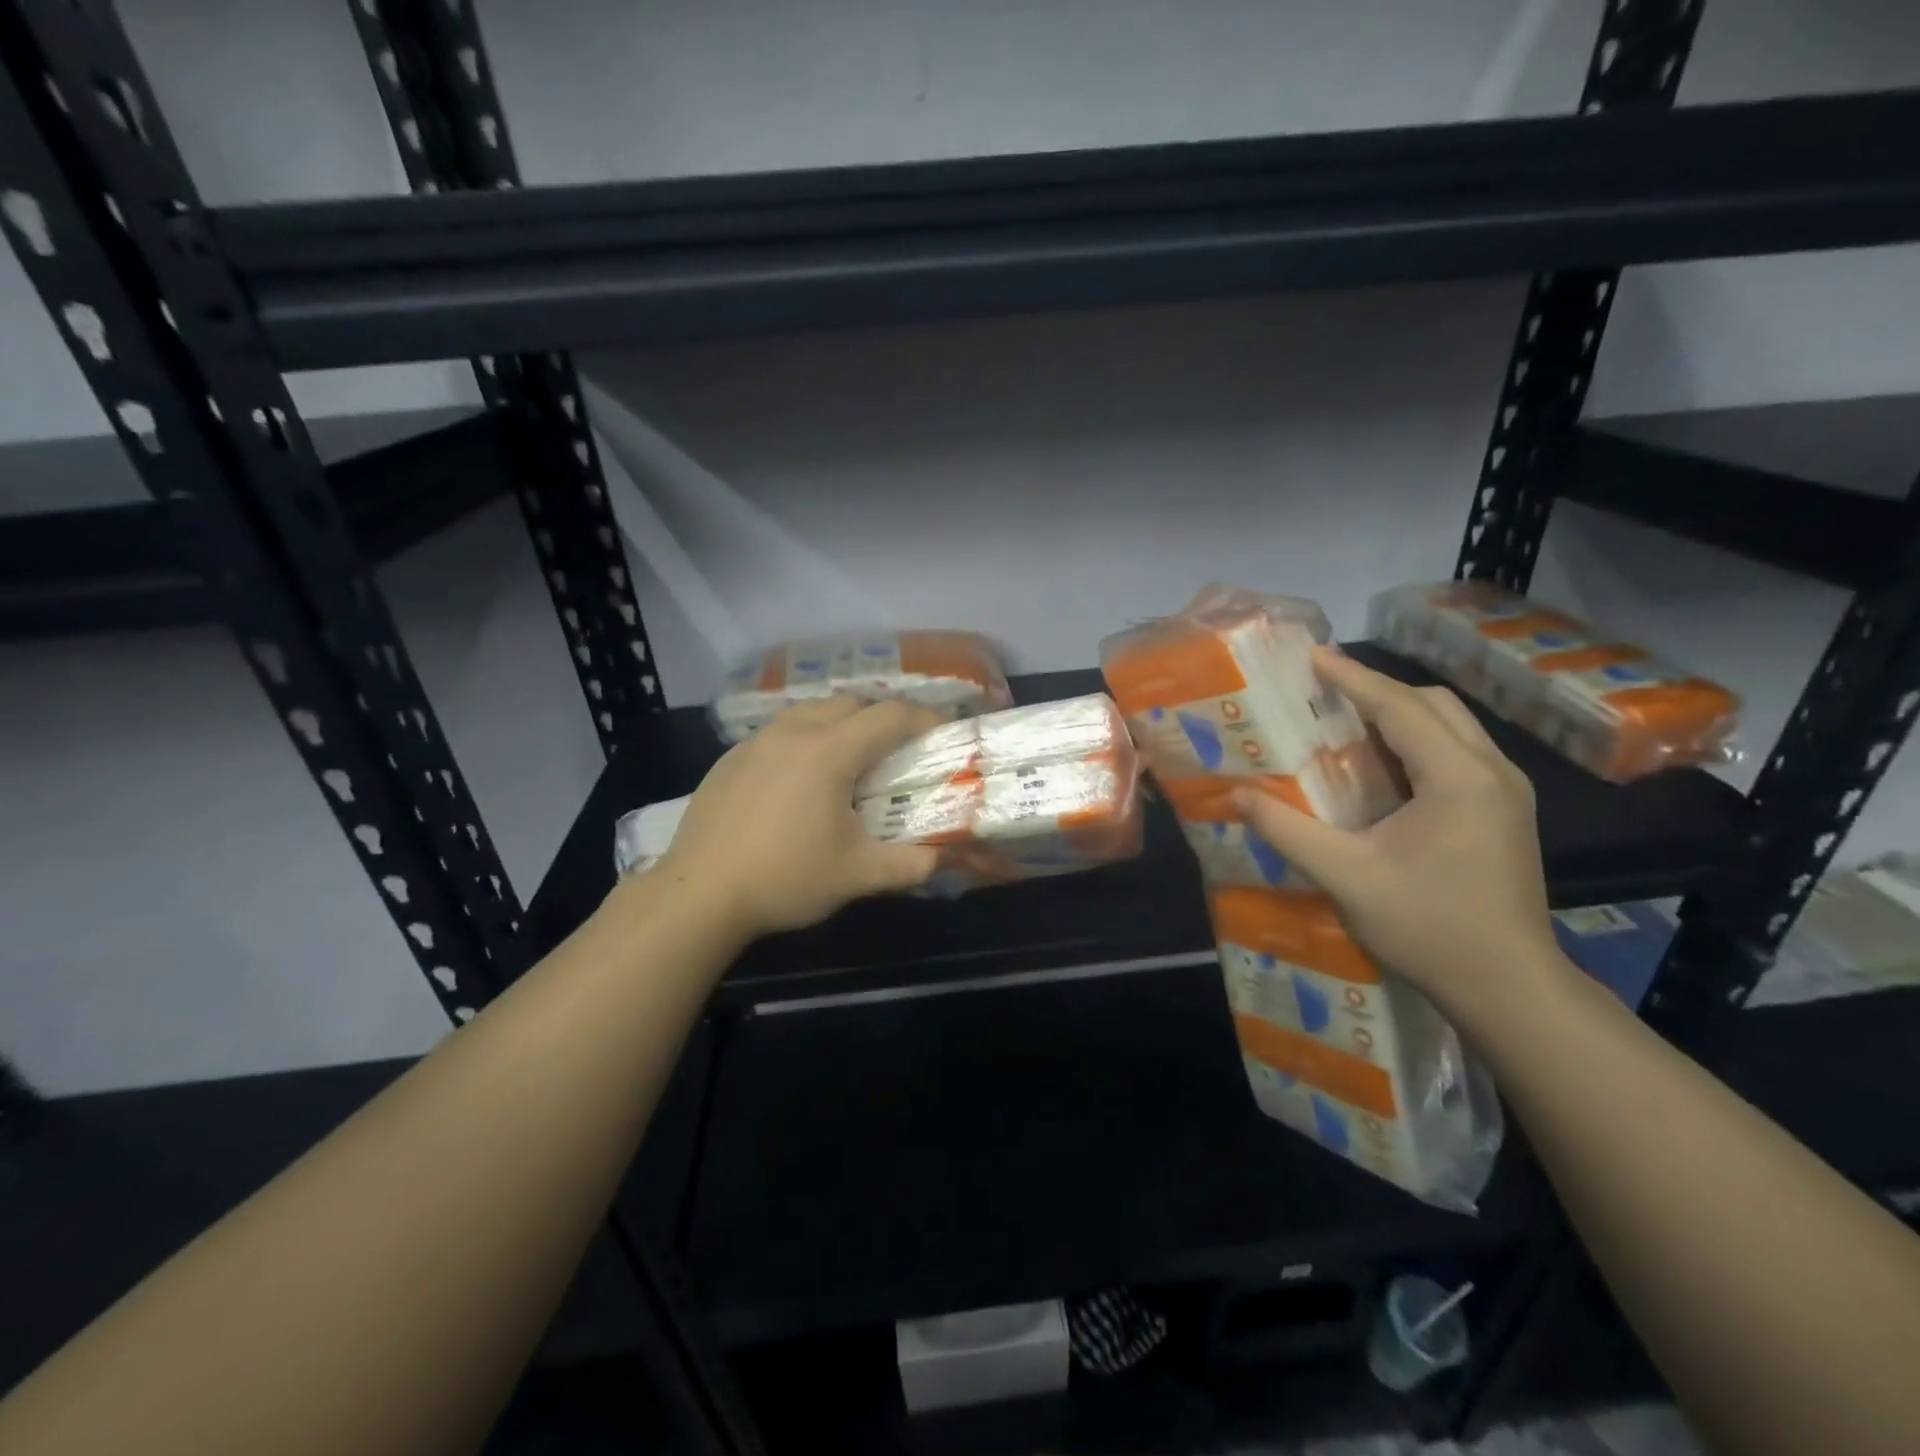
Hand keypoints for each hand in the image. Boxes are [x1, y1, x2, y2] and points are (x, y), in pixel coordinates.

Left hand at [657, 696, 943, 939]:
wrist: (699, 894)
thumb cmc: (785, 878)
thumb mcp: (857, 876)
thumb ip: (909, 865)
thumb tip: (941, 861)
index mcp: (829, 751)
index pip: (890, 716)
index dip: (923, 719)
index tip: (942, 733)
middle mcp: (794, 732)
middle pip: (850, 703)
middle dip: (881, 718)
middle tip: (897, 751)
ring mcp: (757, 741)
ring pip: (811, 712)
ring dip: (841, 724)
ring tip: (850, 761)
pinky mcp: (731, 757)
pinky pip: (780, 731)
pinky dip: (805, 739)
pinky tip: (800, 780)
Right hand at [1233, 648, 1575, 1029]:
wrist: (1509, 988)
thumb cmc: (1429, 928)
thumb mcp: (1346, 877)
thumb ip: (1288, 830)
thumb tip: (1236, 795)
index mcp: (1459, 778)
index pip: (1400, 707)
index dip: (1352, 678)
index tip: (1311, 655)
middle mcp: (1492, 772)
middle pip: (1434, 704)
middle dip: (1377, 688)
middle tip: (1324, 691)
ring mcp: (1506, 792)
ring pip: (1451, 726)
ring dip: (1399, 713)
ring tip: (1345, 719)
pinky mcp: (1504, 812)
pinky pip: (1456, 752)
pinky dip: (1416, 741)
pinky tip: (1381, 764)